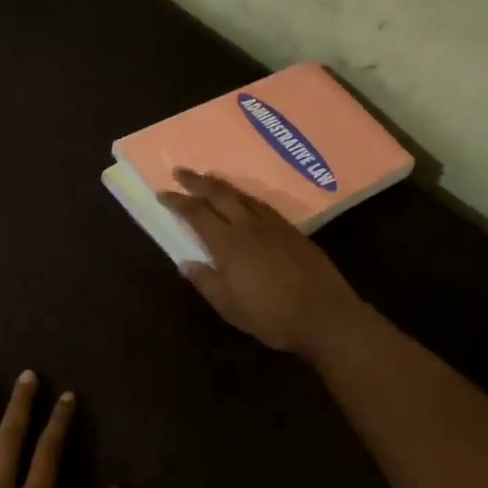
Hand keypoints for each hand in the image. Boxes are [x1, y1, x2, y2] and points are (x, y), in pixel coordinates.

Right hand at [159, 168, 367, 357]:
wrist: (325, 314)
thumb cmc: (272, 316)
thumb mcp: (230, 307)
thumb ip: (206, 282)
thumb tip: (185, 262)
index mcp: (229, 244)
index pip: (197, 214)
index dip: (178, 202)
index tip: (162, 193)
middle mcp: (249, 226)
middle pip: (219, 195)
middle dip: (197, 182)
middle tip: (180, 171)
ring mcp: (273, 225)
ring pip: (243, 196)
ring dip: (222, 185)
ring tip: (209, 178)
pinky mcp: (292, 231)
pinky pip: (262, 204)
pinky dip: (246, 197)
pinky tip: (245, 200)